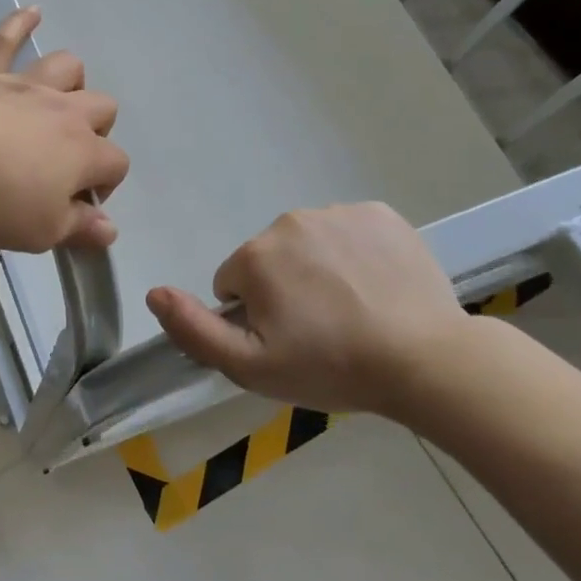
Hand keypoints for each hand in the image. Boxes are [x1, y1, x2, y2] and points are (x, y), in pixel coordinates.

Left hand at [0, 7, 128, 251]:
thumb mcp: (41, 230)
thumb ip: (79, 228)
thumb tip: (109, 230)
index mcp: (84, 151)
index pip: (116, 164)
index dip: (105, 187)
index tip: (76, 208)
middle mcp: (65, 111)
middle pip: (103, 108)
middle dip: (97, 132)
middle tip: (66, 160)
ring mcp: (26, 86)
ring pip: (67, 67)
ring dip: (70, 82)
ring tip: (57, 102)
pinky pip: (7, 39)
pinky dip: (20, 24)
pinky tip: (32, 13)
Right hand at [145, 203, 472, 414]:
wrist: (427, 361)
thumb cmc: (331, 367)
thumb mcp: (250, 366)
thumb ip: (193, 329)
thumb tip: (153, 292)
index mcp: (256, 255)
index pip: (234, 283)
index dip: (255, 316)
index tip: (287, 341)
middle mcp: (290, 221)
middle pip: (270, 259)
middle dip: (284, 289)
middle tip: (320, 330)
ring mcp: (339, 213)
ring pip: (309, 244)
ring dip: (318, 270)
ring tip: (353, 311)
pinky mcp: (381, 214)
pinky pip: (349, 232)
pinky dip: (355, 254)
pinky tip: (376, 287)